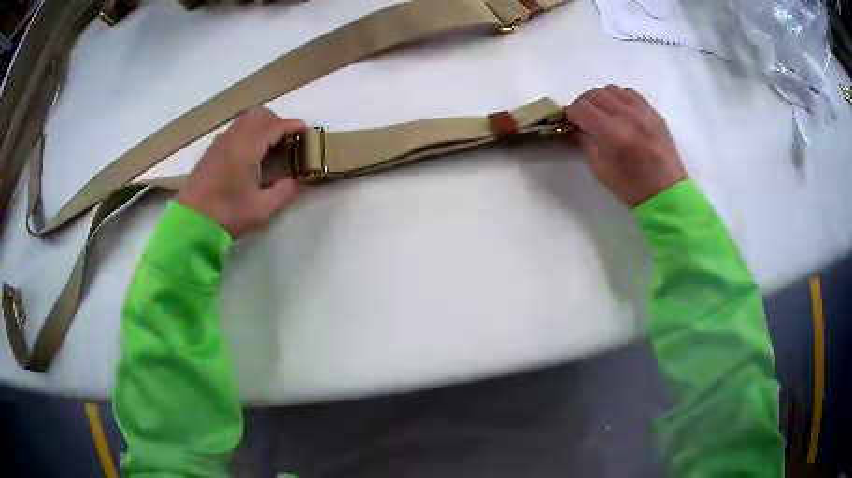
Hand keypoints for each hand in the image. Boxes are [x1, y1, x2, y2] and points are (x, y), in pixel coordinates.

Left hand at [177, 107, 305, 238]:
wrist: (191, 223)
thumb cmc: (227, 215)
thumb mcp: (262, 209)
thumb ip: (284, 191)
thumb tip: (295, 180)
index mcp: (246, 148)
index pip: (274, 126)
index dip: (292, 127)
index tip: (306, 132)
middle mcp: (233, 138)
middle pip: (259, 114)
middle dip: (277, 122)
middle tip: (287, 141)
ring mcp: (220, 142)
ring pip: (245, 120)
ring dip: (262, 126)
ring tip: (270, 148)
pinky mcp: (212, 150)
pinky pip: (235, 130)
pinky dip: (248, 133)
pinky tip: (250, 155)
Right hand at [562, 85, 685, 207]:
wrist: (666, 193)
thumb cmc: (631, 187)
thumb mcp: (600, 170)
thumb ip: (585, 143)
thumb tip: (574, 127)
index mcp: (612, 133)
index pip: (581, 109)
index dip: (569, 113)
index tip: (567, 121)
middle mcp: (627, 116)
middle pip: (595, 94)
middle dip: (583, 104)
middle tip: (581, 117)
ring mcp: (643, 112)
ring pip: (612, 90)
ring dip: (600, 98)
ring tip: (600, 112)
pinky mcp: (653, 113)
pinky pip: (630, 93)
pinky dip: (619, 97)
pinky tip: (618, 110)